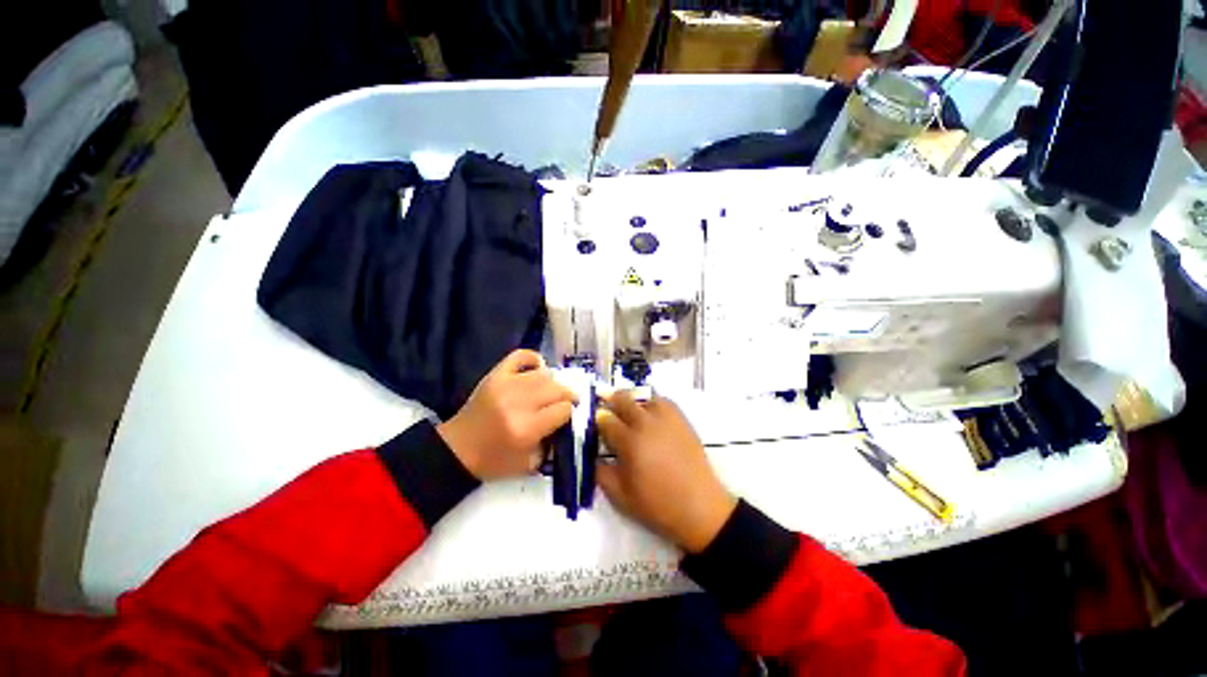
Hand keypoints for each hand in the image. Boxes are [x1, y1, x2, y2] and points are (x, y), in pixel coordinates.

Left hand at [437, 350, 574, 480]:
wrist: (456, 450)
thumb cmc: (494, 461)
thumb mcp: (529, 463)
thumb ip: (552, 443)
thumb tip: (567, 420)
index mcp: (527, 429)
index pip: (564, 410)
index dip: (569, 412)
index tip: (567, 415)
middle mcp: (519, 403)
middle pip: (557, 389)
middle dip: (566, 396)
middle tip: (565, 402)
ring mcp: (506, 385)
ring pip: (544, 374)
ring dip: (552, 382)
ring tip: (549, 391)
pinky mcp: (495, 375)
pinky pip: (521, 356)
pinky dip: (533, 359)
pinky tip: (537, 369)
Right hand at [595, 392, 736, 553]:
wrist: (700, 507)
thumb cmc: (657, 505)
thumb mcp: (621, 497)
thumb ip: (601, 474)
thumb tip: (593, 457)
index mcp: (629, 442)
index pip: (605, 419)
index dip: (597, 419)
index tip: (595, 422)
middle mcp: (646, 424)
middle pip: (623, 399)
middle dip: (610, 401)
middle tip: (608, 410)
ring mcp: (666, 419)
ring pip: (644, 397)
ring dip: (633, 403)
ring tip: (632, 415)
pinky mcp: (681, 420)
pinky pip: (663, 402)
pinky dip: (653, 404)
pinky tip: (652, 417)